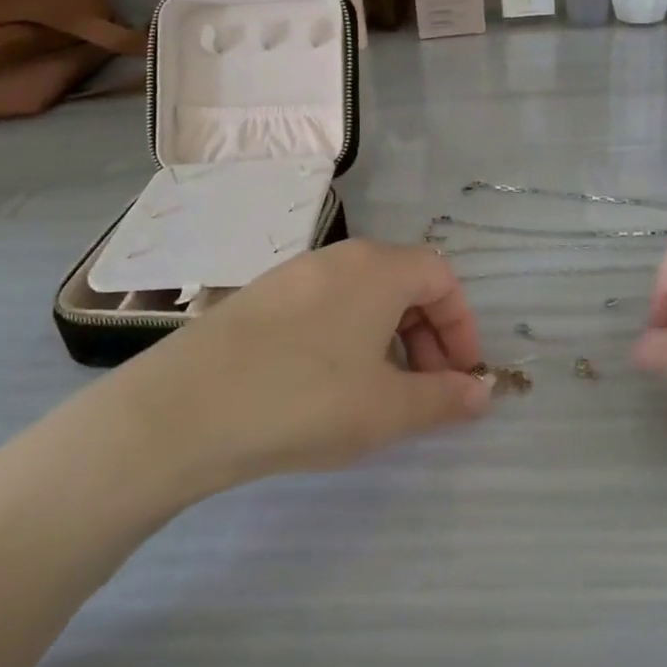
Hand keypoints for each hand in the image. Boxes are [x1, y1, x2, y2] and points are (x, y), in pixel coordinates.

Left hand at [95, 240, 491, 497]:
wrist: (185, 408)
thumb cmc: (305, 400)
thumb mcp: (388, 409)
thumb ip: (444, 398)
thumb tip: (481, 392)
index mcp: (378, 269)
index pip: (441, 278)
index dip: (462, 326)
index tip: (461, 375)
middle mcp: (340, 257)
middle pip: (404, 282)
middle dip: (428, 335)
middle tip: (426, 388)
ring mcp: (294, 274)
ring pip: (363, 295)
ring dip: (389, 337)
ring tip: (379, 391)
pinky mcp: (260, 297)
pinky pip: (326, 306)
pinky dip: (348, 336)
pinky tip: (328, 385)